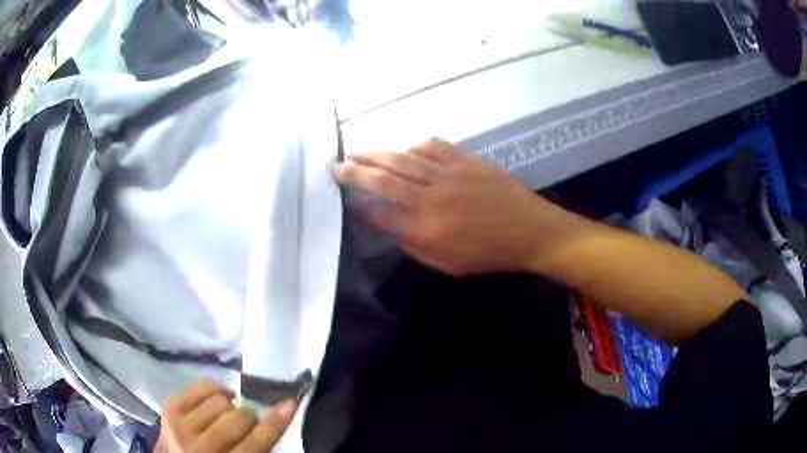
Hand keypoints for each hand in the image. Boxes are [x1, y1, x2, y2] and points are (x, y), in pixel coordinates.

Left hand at [156, 381, 297, 452]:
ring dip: (229, 405)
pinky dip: (214, 389)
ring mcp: (182, 426)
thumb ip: (254, 448)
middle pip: (238, 418)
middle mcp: (201, 447)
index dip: (275, 422)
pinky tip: (216, 399)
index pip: (256, 442)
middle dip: (248, 415)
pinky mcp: (170, 408)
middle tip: (246, 420)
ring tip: (225, 413)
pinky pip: (200, 386)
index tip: (289, 403)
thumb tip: (272, 418)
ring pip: (220, 401)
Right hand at [334, 139, 577, 275]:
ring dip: (375, 153)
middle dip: (354, 171)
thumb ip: (414, 244)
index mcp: (425, 228)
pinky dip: (413, 146)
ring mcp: (448, 173)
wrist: (529, 230)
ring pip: (402, 158)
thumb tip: (390, 225)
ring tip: (356, 151)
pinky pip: (431, 146)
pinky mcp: (464, 160)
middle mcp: (430, 197)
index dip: (357, 204)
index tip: (344, 198)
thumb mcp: (447, 264)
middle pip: (383, 179)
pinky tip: (404, 148)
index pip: (379, 212)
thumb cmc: (488, 254)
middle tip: (335, 166)